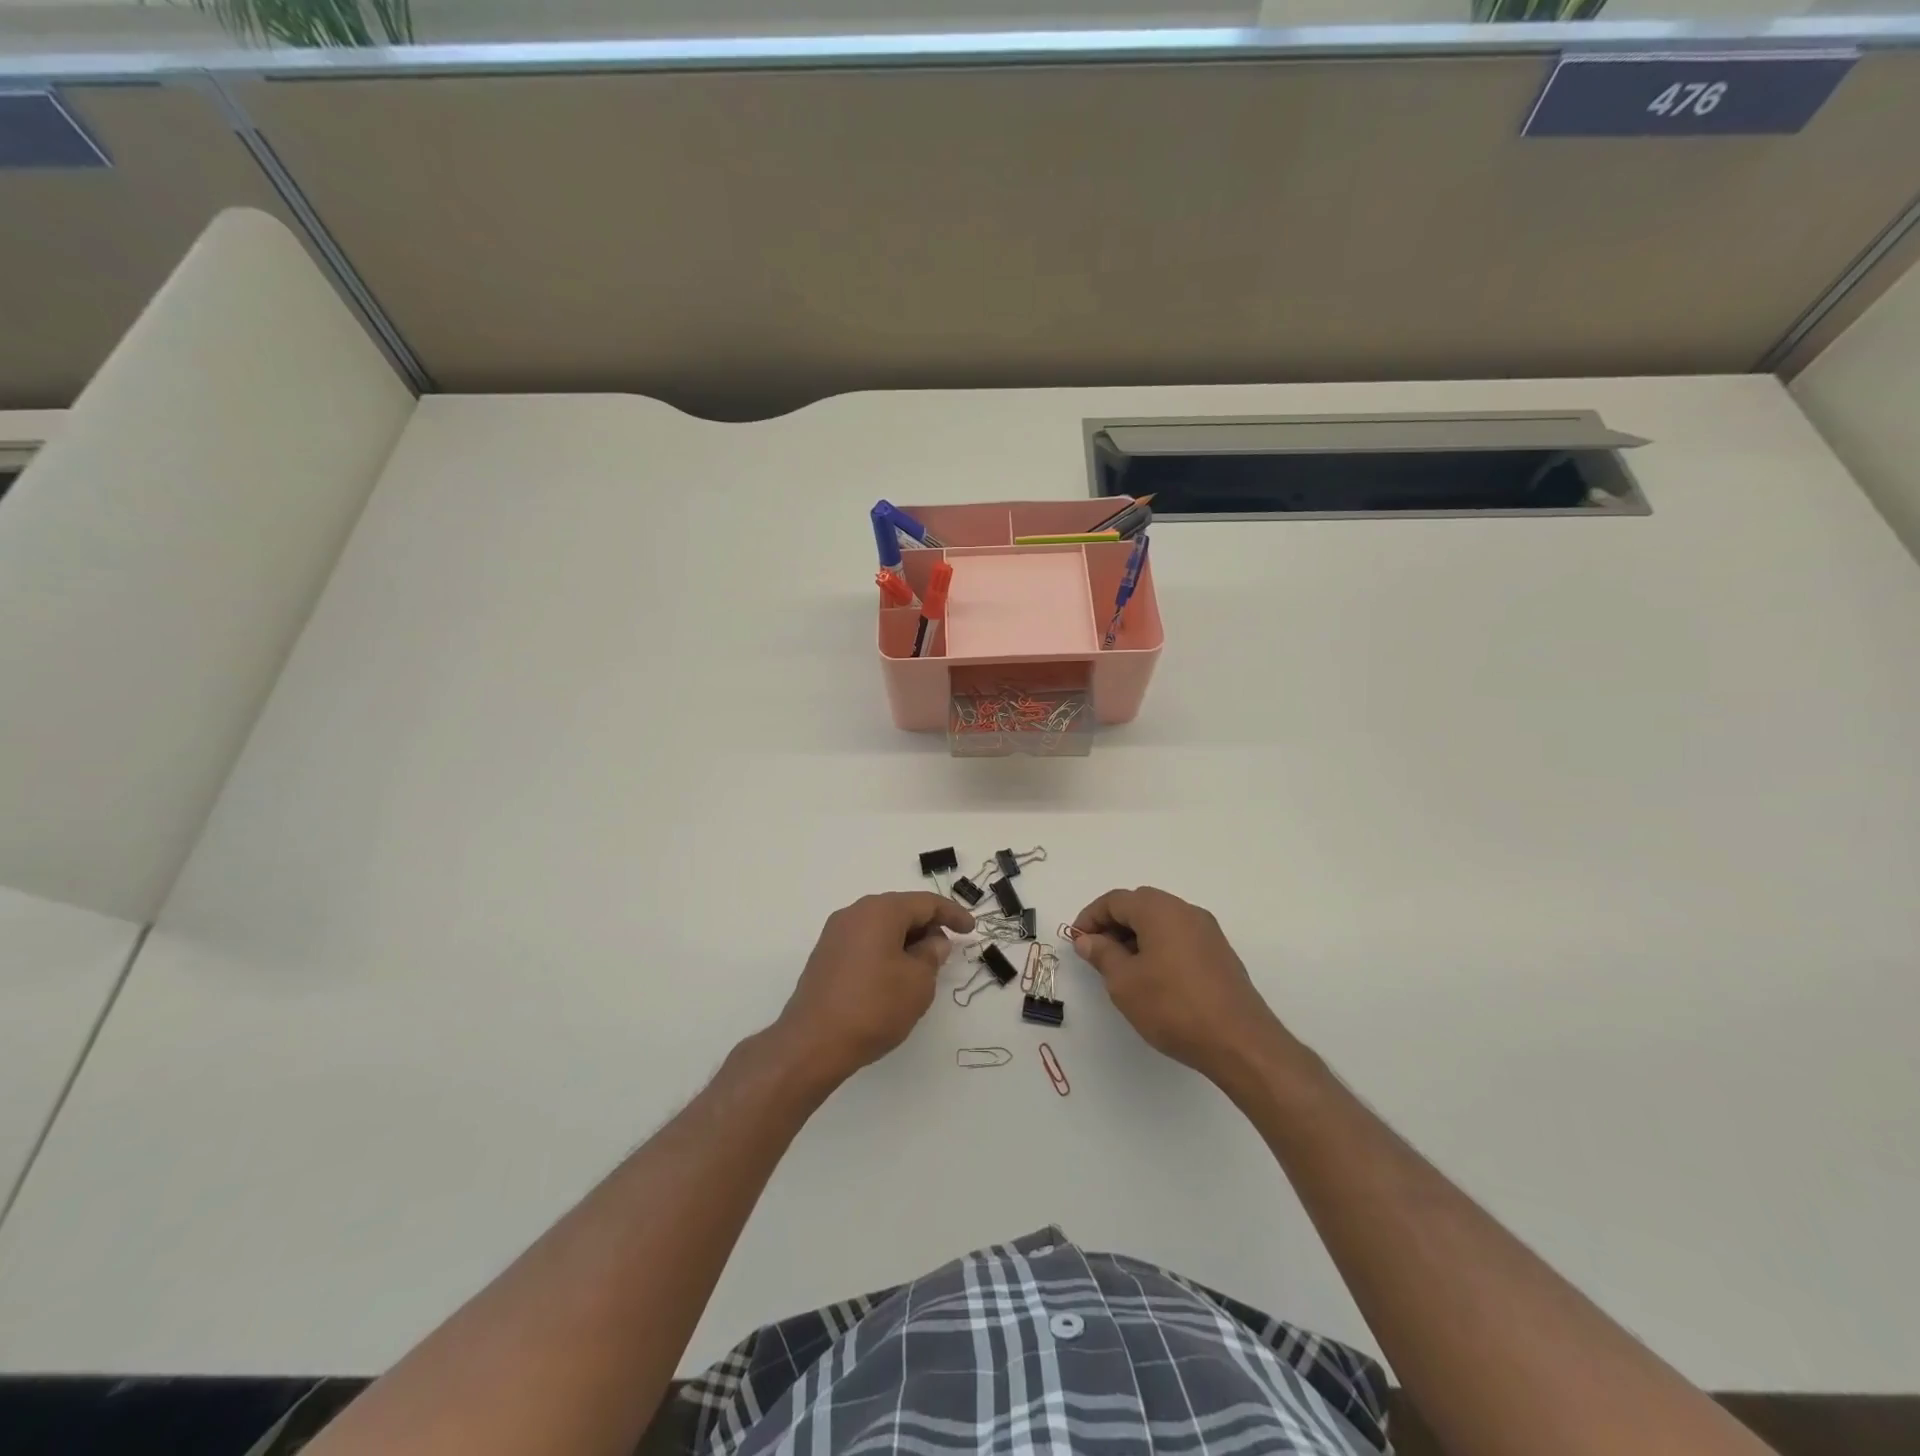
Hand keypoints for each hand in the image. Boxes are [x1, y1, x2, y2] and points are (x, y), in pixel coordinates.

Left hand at [773, 892, 974, 1085]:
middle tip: (947, 949)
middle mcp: (855, 913)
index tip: (971, 929)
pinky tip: (894, 976)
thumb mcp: (918, 982)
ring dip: (906, 940)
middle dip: (927, 926)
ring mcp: (835, 934)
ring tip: (923, 966)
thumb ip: (932, 955)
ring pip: (881, 926)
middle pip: (900, 910)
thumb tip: (933, 941)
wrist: (812, 1043)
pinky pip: (865, 942)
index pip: (925, 903)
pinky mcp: (825, 956)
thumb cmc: (874, 1007)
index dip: (952, 914)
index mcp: (880, 911)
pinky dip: (885, 950)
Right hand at [1072, 886, 1297, 1081]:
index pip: (1115, 900)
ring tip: (1121, 969)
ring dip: (1136, 936)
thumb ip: (1102, 954)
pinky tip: (1152, 977)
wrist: (1239, 1041)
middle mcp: (1186, 911)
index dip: (1091, 917)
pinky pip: (1180, 937)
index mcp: (1160, 910)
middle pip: (1140, 905)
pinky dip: (1159, 946)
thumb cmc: (1173, 1007)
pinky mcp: (1220, 953)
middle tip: (1096, 953)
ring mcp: (1208, 931)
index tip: (1076, 941)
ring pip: (1161, 921)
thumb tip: (1088, 939)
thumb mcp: (1124, 982)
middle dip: (1113, 924)